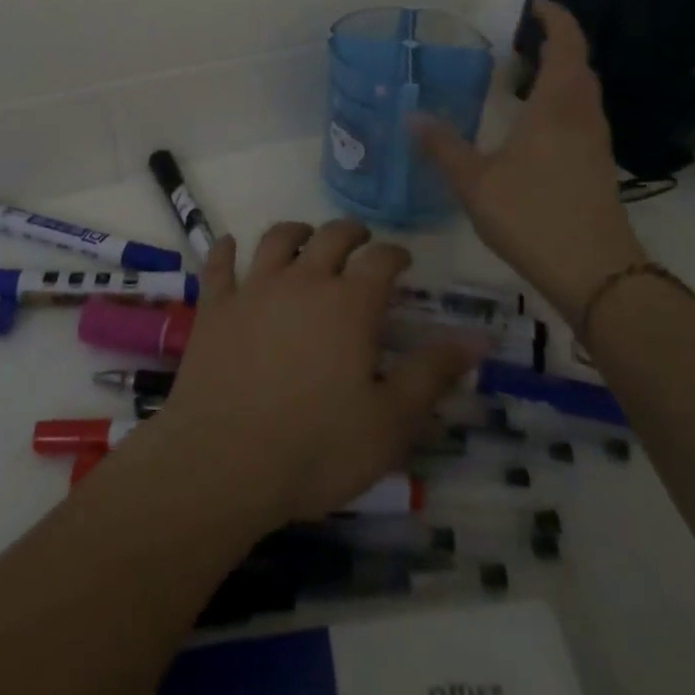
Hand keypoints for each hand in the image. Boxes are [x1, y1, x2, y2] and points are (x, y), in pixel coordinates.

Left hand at [150, 220, 479, 527]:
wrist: (224, 462)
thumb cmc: (317, 448)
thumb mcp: (391, 422)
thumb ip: (432, 373)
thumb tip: (478, 337)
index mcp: (349, 304)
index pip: (381, 259)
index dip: (395, 254)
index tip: (403, 260)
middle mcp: (303, 282)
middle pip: (330, 236)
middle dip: (351, 232)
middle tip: (360, 240)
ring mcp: (253, 289)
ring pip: (277, 239)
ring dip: (296, 231)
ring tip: (305, 236)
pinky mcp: (216, 307)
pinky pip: (219, 265)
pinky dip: (226, 250)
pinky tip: (230, 244)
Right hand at [414, 0, 645, 315]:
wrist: (597, 274)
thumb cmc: (533, 216)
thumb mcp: (475, 182)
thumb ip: (443, 146)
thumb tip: (412, 115)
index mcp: (557, 106)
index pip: (566, 45)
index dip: (556, 18)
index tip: (536, 4)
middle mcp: (582, 116)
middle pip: (578, 65)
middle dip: (556, 44)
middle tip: (521, 40)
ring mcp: (596, 143)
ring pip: (583, 93)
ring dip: (561, 74)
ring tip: (524, 77)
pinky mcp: (599, 167)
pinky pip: (581, 116)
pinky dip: (562, 103)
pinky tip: (535, 126)